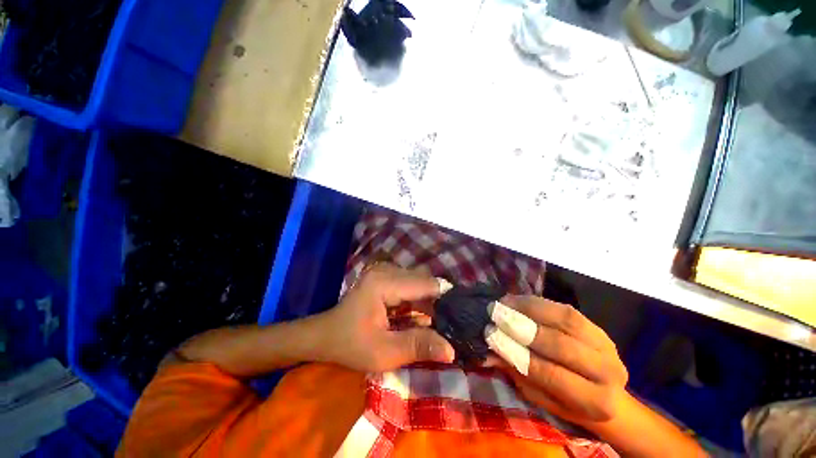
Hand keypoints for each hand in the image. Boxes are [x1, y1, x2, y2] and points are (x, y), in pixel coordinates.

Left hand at [314, 264, 454, 371]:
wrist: (325, 335)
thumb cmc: (350, 345)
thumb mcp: (383, 353)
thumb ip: (418, 346)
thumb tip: (452, 350)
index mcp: (385, 282)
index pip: (427, 284)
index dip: (447, 299)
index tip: (462, 318)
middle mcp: (388, 270)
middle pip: (425, 281)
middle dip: (440, 301)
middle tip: (454, 324)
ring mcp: (387, 272)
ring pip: (420, 282)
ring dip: (431, 301)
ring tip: (443, 322)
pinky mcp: (387, 278)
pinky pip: (412, 285)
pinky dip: (421, 301)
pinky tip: (426, 316)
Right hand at [484, 295, 627, 424]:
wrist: (605, 392)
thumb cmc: (568, 402)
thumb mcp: (541, 397)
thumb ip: (518, 374)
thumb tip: (487, 353)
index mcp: (595, 402)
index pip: (551, 374)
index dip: (518, 353)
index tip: (491, 336)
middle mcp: (607, 373)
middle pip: (561, 345)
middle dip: (523, 328)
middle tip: (495, 315)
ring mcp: (606, 345)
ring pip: (566, 320)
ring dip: (529, 309)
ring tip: (504, 303)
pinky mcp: (598, 326)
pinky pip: (566, 309)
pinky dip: (538, 303)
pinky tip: (518, 300)